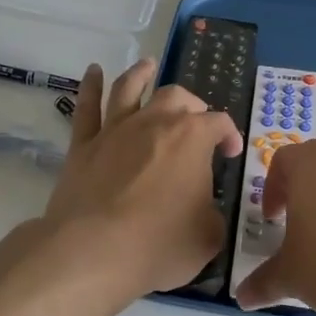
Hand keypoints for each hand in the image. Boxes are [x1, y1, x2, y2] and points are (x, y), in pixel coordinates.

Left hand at [41, 59, 244, 299]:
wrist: (92, 250)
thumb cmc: (158, 245)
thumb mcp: (207, 237)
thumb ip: (212, 215)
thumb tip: (204, 209)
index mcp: (192, 138)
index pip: (220, 124)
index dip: (230, 136)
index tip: (231, 154)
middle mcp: (155, 122)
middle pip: (177, 97)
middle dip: (191, 104)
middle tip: (195, 119)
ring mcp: (116, 129)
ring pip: (130, 88)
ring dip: (141, 74)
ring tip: (147, 65)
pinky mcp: (83, 144)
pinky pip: (87, 107)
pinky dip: (90, 85)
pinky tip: (94, 70)